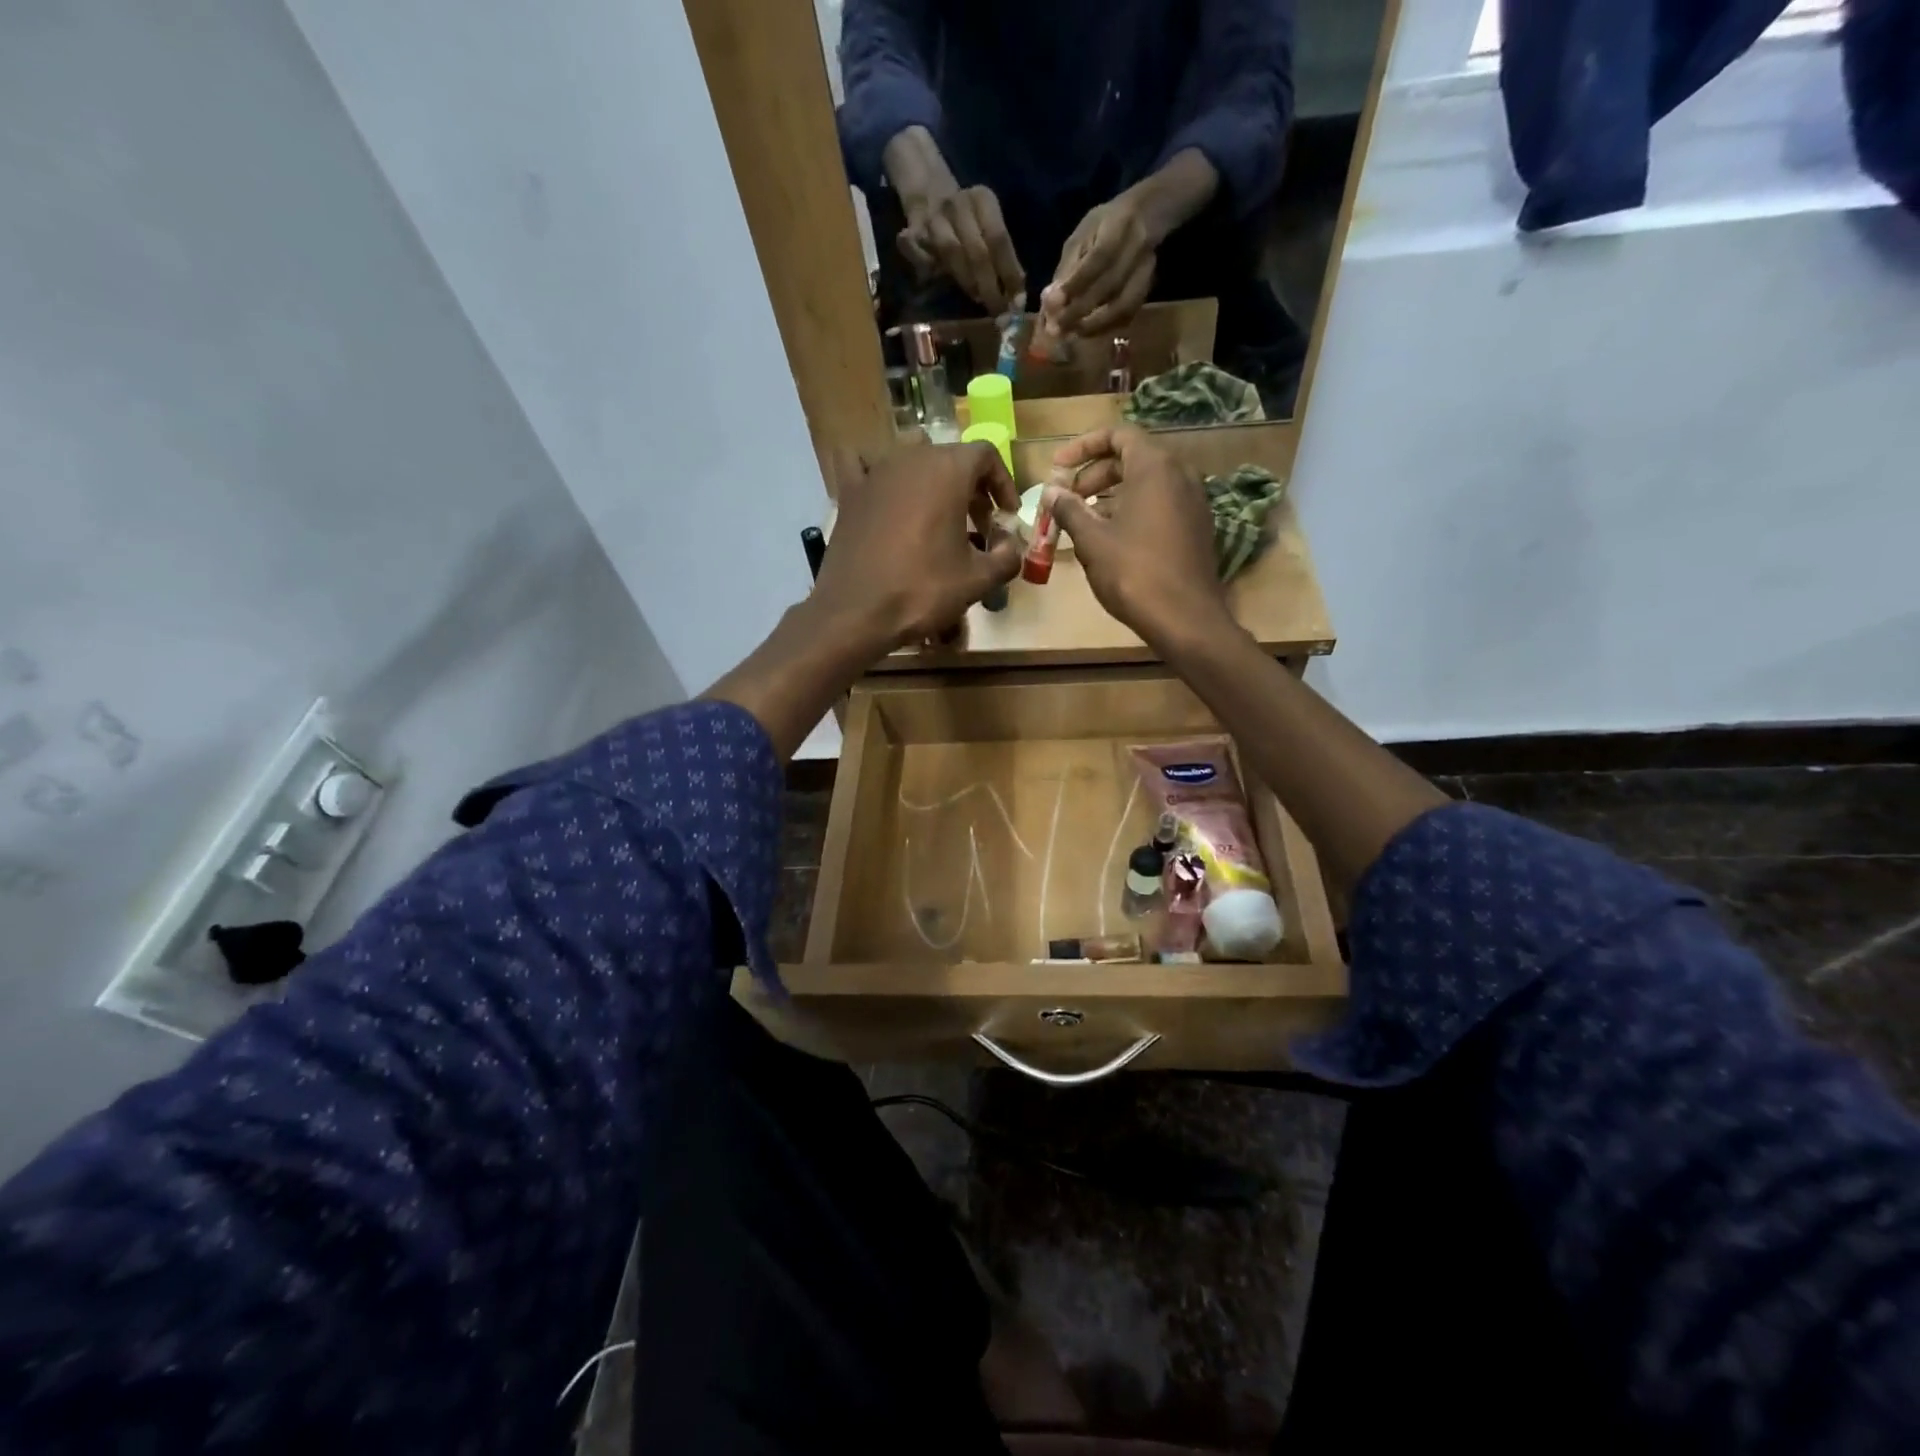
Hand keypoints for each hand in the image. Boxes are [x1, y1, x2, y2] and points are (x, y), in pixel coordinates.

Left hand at [815, 440, 1022, 649]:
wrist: (856, 612)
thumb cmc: (922, 590)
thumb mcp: (978, 580)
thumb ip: (1007, 557)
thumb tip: (1011, 545)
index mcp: (947, 470)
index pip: (986, 455)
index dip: (1002, 483)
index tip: (1007, 515)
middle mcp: (911, 458)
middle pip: (951, 459)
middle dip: (972, 489)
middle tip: (980, 528)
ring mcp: (875, 472)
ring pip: (913, 462)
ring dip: (933, 484)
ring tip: (939, 518)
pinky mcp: (849, 492)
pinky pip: (862, 465)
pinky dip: (876, 472)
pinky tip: (882, 489)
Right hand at [898, 184, 1025, 315]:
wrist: (928, 195)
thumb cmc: (967, 223)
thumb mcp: (988, 228)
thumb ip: (1002, 258)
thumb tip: (1017, 295)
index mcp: (982, 199)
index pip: (999, 239)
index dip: (1009, 273)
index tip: (1016, 302)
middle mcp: (958, 204)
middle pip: (977, 251)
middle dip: (989, 286)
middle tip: (997, 310)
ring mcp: (934, 216)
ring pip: (951, 254)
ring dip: (967, 281)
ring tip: (977, 298)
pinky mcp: (912, 231)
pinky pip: (925, 260)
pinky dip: (934, 273)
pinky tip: (943, 282)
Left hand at [1039, 196, 1155, 337]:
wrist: (1145, 216)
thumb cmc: (1105, 226)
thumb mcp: (1081, 236)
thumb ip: (1067, 267)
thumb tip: (1049, 301)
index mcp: (1118, 226)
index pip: (1098, 259)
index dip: (1075, 284)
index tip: (1052, 304)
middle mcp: (1138, 247)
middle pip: (1110, 286)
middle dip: (1080, 311)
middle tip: (1056, 329)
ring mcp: (1147, 270)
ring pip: (1123, 306)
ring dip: (1094, 325)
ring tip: (1070, 333)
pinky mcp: (1148, 289)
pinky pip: (1128, 315)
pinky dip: (1106, 327)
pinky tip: (1087, 331)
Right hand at [1042, 426, 1227, 651]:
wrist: (1185, 619)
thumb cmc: (1133, 573)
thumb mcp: (1092, 540)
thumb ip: (1069, 510)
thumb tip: (1050, 492)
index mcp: (1155, 467)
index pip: (1117, 435)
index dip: (1082, 447)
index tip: (1057, 468)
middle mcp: (1180, 475)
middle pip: (1131, 459)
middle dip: (1093, 475)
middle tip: (1066, 499)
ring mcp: (1192, 502)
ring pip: (1145, 485)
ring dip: (1110, 496)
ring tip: (1082, 522)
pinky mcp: (1196, 528)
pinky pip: (1159, 506)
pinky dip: (1131, 511)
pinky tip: (1110, 540)